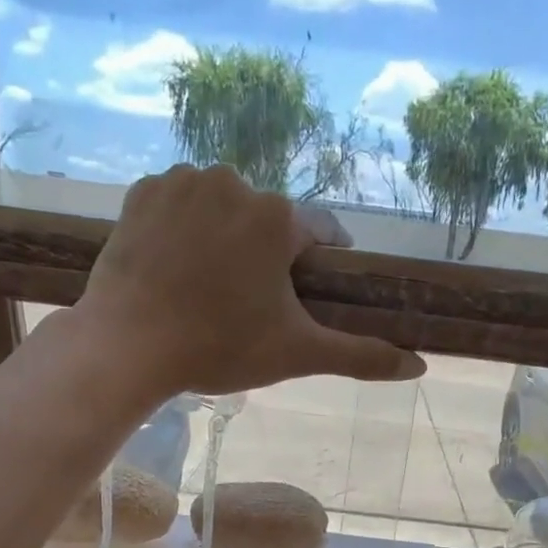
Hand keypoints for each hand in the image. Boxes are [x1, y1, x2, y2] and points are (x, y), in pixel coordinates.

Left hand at [75, 164, 424, 397]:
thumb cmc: (219, 348)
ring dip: (224, 238)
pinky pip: (179, 204)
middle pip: (267, 221)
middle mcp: (234, 181)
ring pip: (222, 209)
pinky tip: (176, 267)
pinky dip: (183, 228)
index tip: (310, 288)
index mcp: (277, 217)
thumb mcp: (297, 354)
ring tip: (209, 287)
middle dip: (266, 255)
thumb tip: (418, 366)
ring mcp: (183, 181)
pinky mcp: (142, 191)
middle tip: (249, 303)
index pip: (319, 232)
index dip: (319, 263)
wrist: (129, 346)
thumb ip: (360, 355)